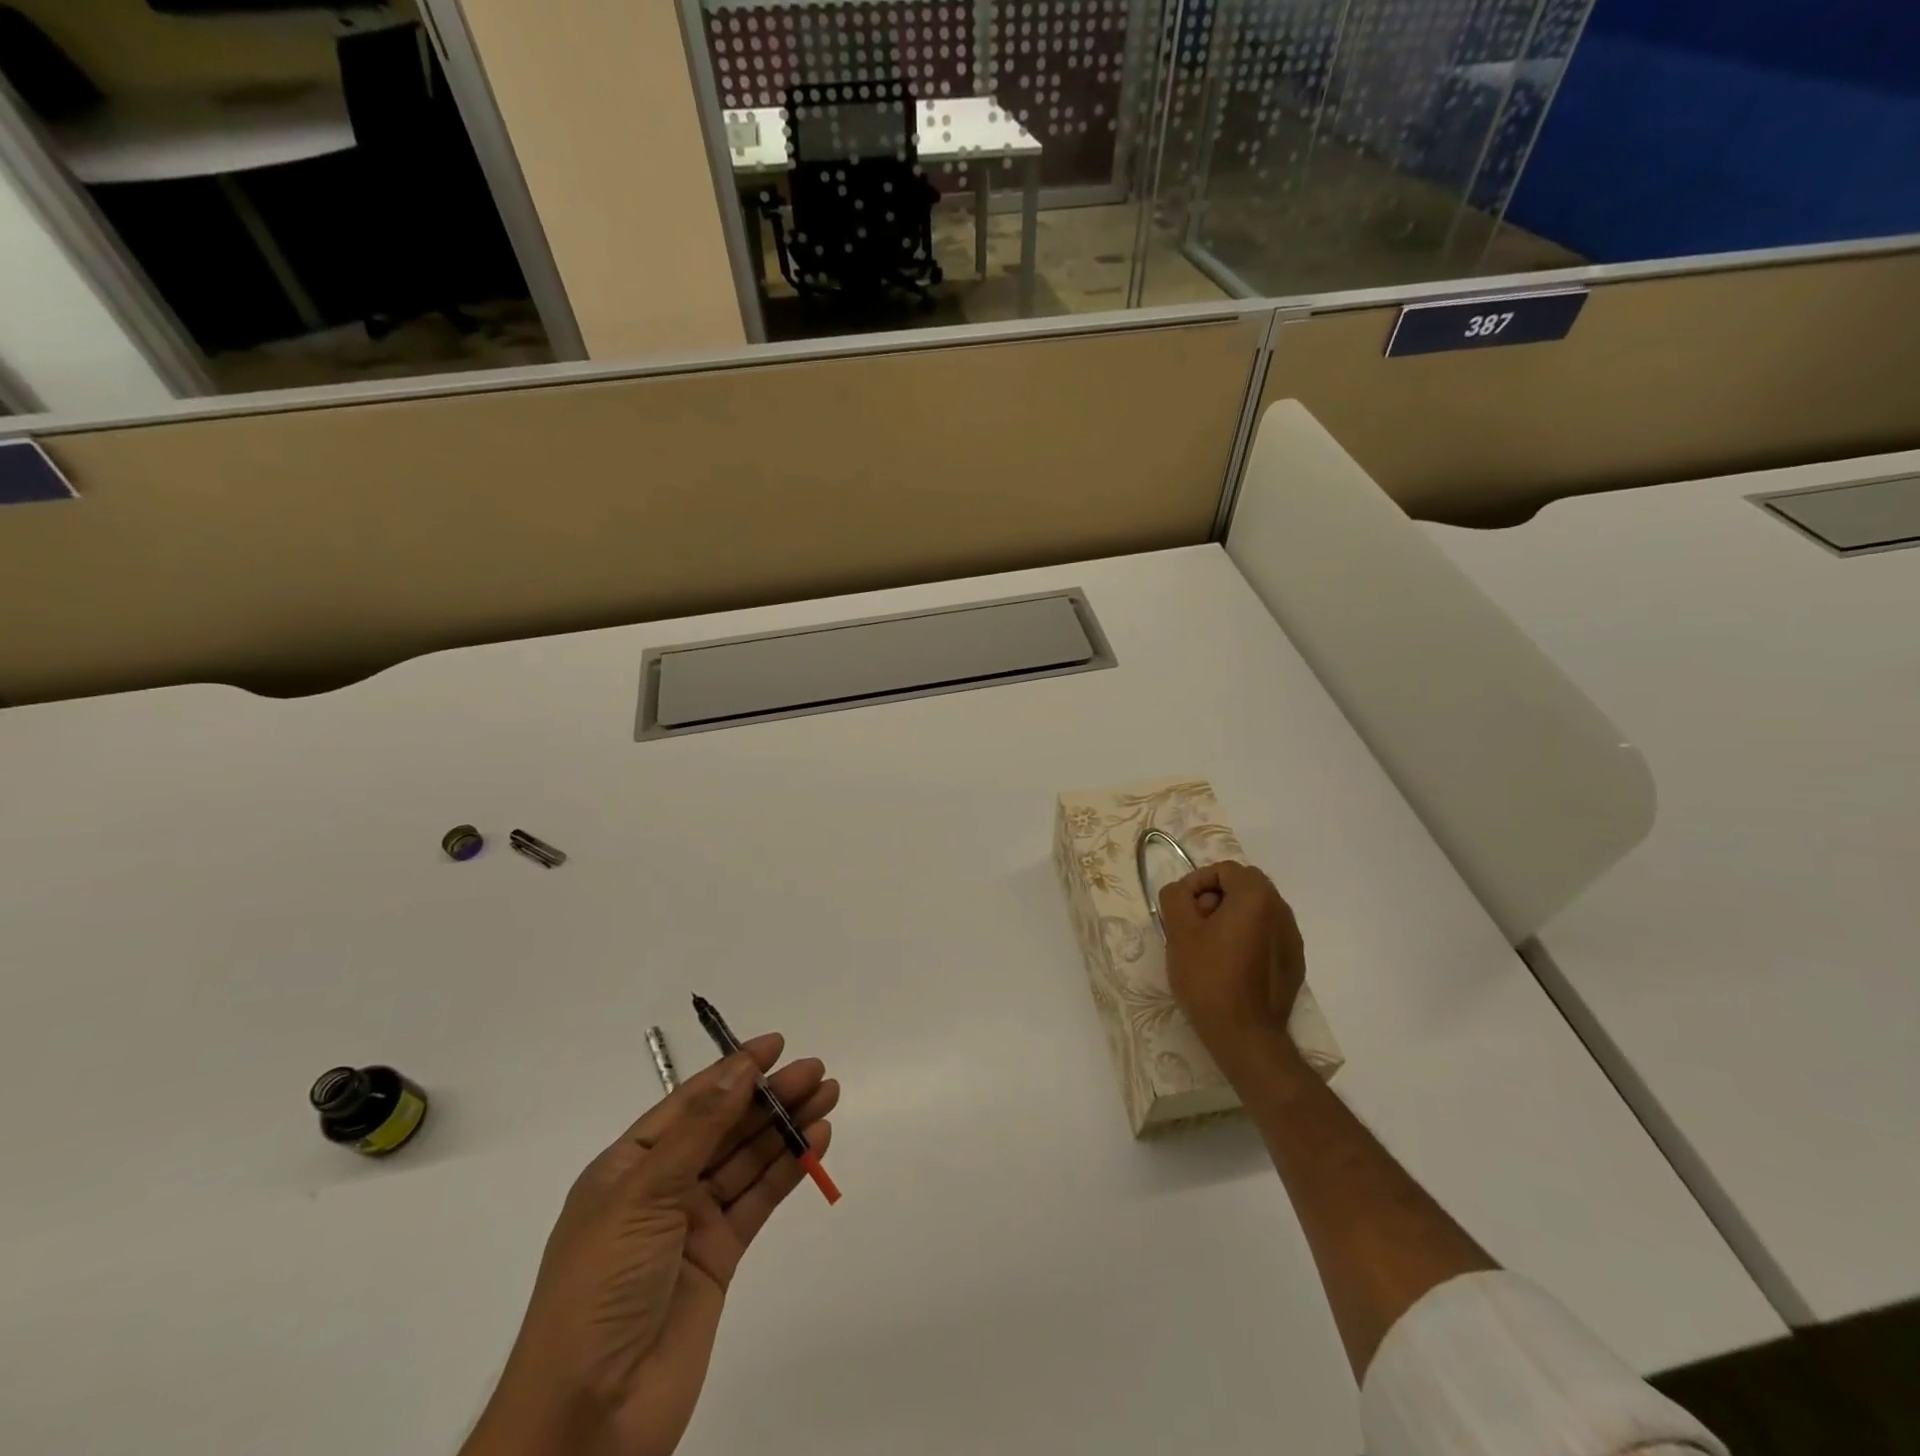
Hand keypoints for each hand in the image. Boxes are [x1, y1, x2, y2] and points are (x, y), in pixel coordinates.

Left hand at [463, 1034, 838, 1455]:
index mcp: (628, 1166)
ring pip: (748, 1160)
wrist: (588, 1418)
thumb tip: (741, 1067)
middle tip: (816, 1072)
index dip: (733, 1070)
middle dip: (769, 1097)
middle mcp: (661, 1187)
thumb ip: (701, 1129)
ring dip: (786, 1127)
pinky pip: (759, 1200)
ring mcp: (692, 1223)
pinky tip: (816, 1143)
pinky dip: (787, 1170)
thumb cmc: (600, 1287)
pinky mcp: (720, 1257)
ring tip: (827, 1097)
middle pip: (725, 1127)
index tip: (776, 1045)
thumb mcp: (643, 1194)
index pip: (690, 1102)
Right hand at [1159, 861, 1306, 1073]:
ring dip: (1230, 918)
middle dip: (1214, 898)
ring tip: (1208, 947)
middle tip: (1194, 926)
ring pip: (1255, 911)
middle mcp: (1281, 911)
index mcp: (1257, 897)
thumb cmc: (1209, 977)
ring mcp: (1292, 939)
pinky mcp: (1294, 963)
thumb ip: (1176, 896)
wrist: (1245, 1035)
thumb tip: (1182, 891)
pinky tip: (1230, 966)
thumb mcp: (1178, 930)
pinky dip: (1246, 938)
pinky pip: (1266, 935)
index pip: (1224, 870)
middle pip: (1243, 887)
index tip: (1182, 909)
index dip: (1197, 882)